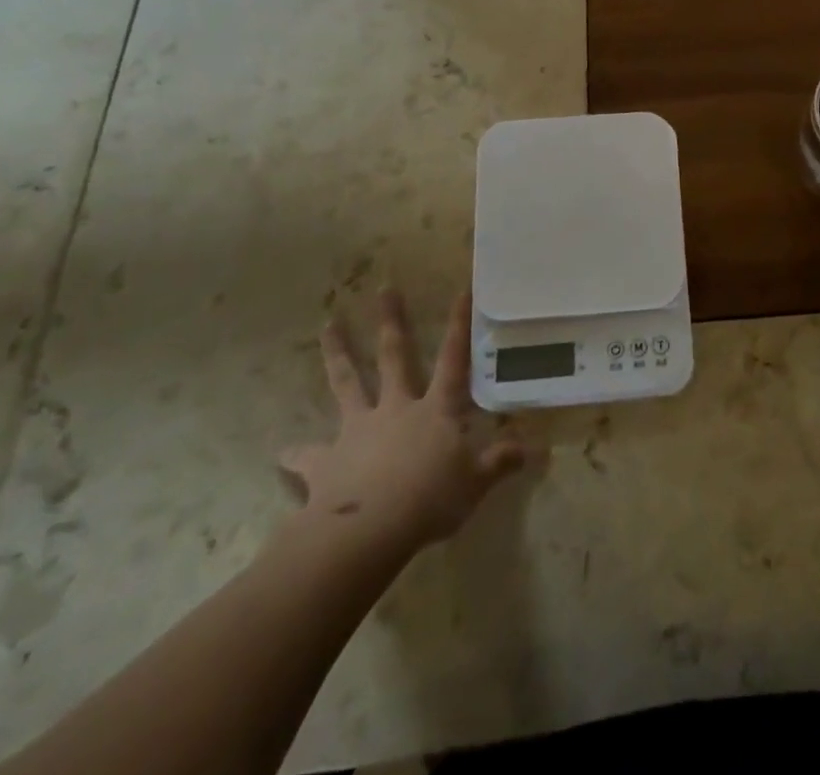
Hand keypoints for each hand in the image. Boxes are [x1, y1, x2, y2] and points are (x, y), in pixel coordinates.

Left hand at [280, 289, 523, 560]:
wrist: (368, 531)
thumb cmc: (430, 500)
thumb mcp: (476, 482)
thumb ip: (501, 461)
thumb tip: (536, 447)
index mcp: (435, 410)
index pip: (453, 360)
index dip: (459, 326)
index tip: (461, 291)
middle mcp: (396, 408)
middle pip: (394, 357)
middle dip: (390, 321)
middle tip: (383, 288)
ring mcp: (358, 430)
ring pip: (347, 384)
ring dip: (338, 354)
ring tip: (327, 326)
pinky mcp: (326, 461)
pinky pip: (308, 455)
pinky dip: (296, 454)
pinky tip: (283, 452)